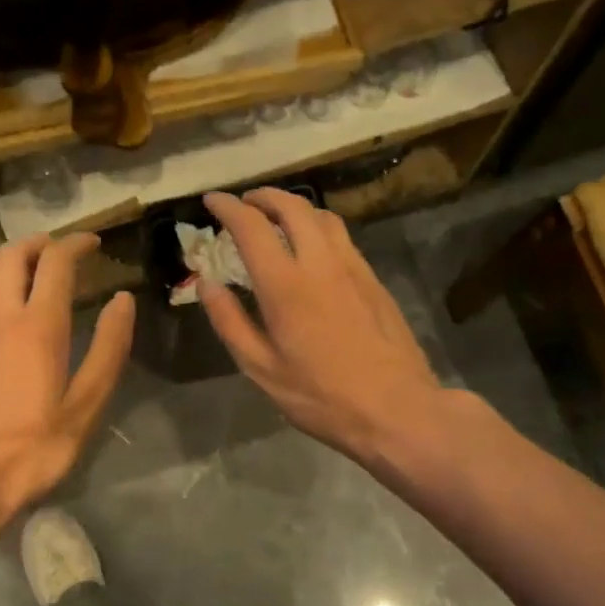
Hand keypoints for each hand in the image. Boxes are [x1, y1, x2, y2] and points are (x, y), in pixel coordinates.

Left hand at [0, 232, 134, 529]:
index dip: (77, 243)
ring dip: (12, 261)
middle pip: (12, 254)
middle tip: (63, 251)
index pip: (56, 262)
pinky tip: (4, 311)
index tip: (94, 243)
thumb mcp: (86, 404)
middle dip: (40, 243)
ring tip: (35, 274)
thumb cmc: (33, 448)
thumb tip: (122, 301)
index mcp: (37, 325)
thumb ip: (108, 348)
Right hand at [201, 190, 444, 462]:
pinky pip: (342, 237)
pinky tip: (313, 249)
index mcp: (285, 285)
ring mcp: (353, 268)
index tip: (212, 200)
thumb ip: (230, 322)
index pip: (251, 227)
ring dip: (295, 207)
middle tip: (245, 203)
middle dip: (264, 196)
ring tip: (277, 218)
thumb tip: (207, 285)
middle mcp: (320, 263)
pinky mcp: (374, 280)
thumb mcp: (262, 369)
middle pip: (292, 207)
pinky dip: (318, 227)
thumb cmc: (321, 396)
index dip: (228, 207)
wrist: (396, 409)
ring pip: (323, 216)